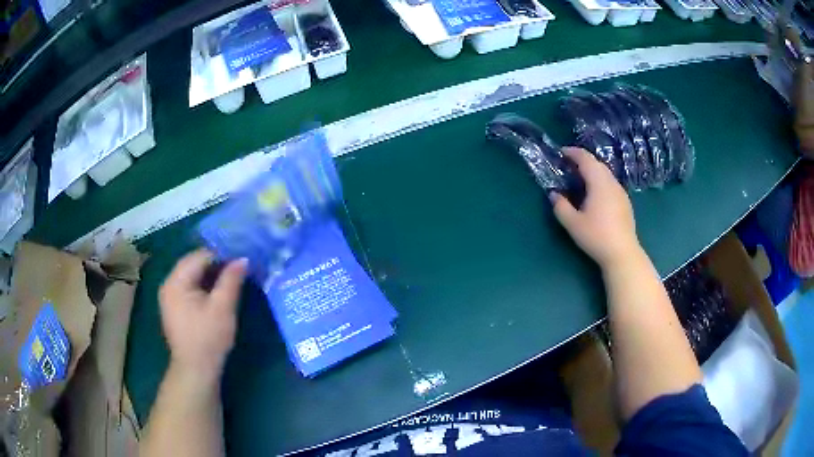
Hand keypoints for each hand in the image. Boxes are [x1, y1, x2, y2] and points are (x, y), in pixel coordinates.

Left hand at [158, 250, 246, 382]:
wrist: (196, 370)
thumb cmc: (208, 338)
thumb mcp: (223, 308)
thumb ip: (231, 280)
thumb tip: (243, 259)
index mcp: (176, 281)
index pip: (199, 256)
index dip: (221, 255)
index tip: (241, 261)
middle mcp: (169, 284)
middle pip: (193, 264)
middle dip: (216, 265)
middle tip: (238, 269)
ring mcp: (169, 297)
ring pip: (192, 276)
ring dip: (210, 276)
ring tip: (231, 280)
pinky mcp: (174, 308)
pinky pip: (189, 288)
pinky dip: (203, 286)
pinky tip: (217, 294)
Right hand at [550, 147, 640, 269]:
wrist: (622, 253)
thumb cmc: (596, 237)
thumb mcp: (572, 224)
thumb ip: (561, 206)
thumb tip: (554, 194)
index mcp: (599, 183)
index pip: (585, 159)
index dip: (573, 153)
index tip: (561, 153)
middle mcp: (611, 183)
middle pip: (597, 164)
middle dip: (582, 161)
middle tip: (568, 165)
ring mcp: (621, 192)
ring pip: (605, 173)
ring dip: (592, 171)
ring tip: (580, 179)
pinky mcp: (625, 202)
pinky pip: (610, 183)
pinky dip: (600, 181)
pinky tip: (595, 194)